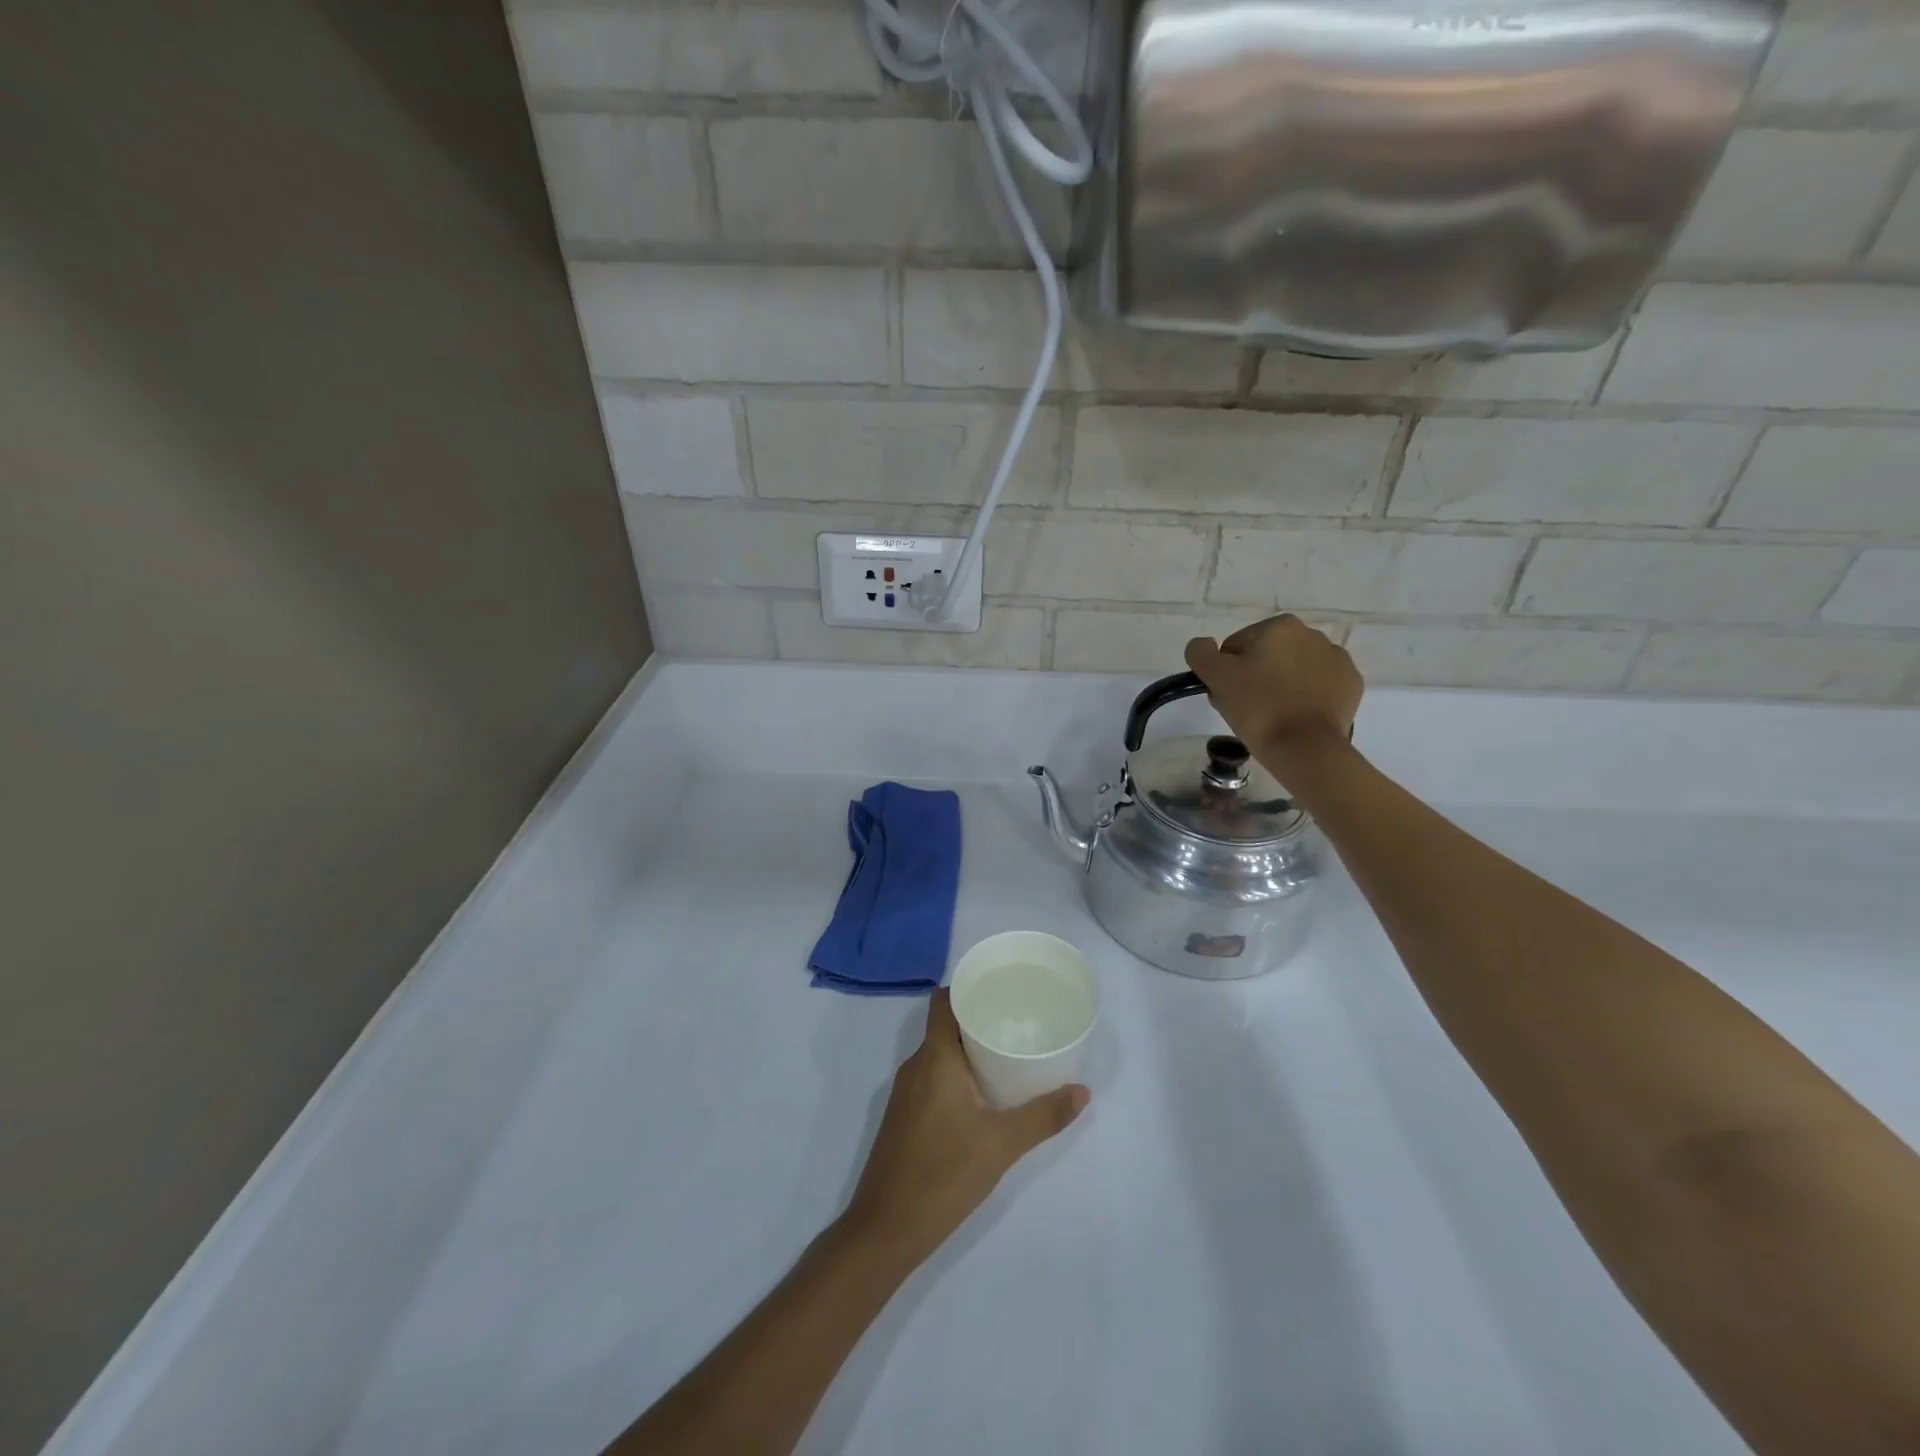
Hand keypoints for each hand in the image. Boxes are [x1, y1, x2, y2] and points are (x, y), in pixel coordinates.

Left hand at [843, 989, 1087, 1269]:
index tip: (1000, 988)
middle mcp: (915, 1066)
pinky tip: (983, 1093)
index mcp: (934, 1058)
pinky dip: (956, 1074)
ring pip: (938, 1054)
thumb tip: (1083, 1092)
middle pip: (944, 1025)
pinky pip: (932, 1077)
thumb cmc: (943, 1174)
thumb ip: (1043, 1116)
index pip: (943, 1001)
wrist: (885, 1229)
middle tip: (1017, 1021)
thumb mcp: (1002, 1144)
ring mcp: (905, 1093)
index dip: (967, 987)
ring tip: (1007, 1053)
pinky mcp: (904, 1116)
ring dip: (968, 1050)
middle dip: (978, 1019)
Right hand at [1185, 615, 1363, 753]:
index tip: (1228, 696)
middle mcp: (1312, 634)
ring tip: (1273, 715)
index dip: (1227, 672)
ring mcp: (1337, 659)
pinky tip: (1297, 716)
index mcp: (1279, 626)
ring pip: (1293, 670)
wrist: (1305, 748)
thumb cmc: (1258, 708)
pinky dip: (1306, 697)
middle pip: (1267, 656)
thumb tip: (1203, 645)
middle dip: (1255, 677)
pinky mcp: (1351, 684)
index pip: (1236, 647)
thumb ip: (1201, 653)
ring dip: (1281, 685)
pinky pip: (1318, 686)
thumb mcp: (1215, 677)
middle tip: (1247, 709)